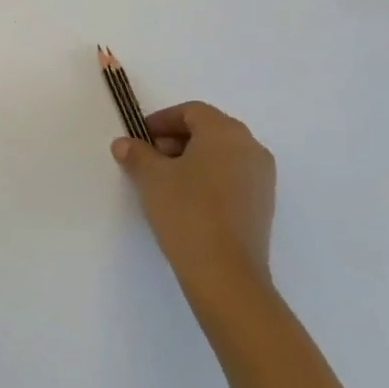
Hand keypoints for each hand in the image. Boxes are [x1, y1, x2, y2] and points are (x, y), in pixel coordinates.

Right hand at [112, 101, 275, 298]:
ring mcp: (262, 177)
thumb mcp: (151, 178)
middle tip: (150, 159)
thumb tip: (124, 143)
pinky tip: (189, 202)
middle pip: (209, 130)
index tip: (140, 138)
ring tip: (167, 182)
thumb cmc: (187, 212)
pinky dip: (211, 179)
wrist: (226, 275)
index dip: (162, 121)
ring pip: (222, 154)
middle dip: (176, 140)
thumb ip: (136, 154)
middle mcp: (250, 146)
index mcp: (225, 131)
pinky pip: (233, 177)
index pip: (191, 112)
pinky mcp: (264, 205)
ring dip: (193, 159)